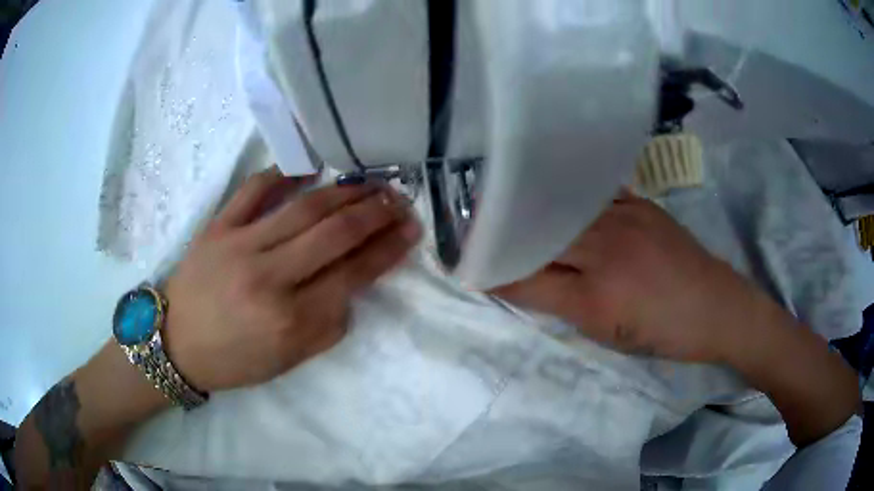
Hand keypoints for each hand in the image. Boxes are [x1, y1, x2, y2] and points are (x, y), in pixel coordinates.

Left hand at [162, 167, 420, 391]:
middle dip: (375, 212)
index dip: (387, 249)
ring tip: (371, 183)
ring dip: (344, 192)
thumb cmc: (234, 360)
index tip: (411, 229)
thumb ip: (328, 327)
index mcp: (289, 321)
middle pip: (334, 233)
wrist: (176, 343)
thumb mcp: (288, 361)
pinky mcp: (217, 227)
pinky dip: (284, 174)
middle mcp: (268, 278)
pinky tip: (310, 169)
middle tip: (400, 199)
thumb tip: (352, 285)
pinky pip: (254, 190)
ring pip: (303, 208)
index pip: (352, 275)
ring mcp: (239, 245)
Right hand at [492, 192, 760, 362]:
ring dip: (531, 212)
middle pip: (538, 236)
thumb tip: (522, 282)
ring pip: (560, 210)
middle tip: (476, 231)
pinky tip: (554, 193)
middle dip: (504, 236)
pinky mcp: (638, 202)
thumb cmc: (663, 332)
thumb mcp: (607, 333)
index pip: (526, 280)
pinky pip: (591, 194)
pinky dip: (567, 196)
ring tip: (506, 208)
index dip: (493, 273)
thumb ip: (561, 306)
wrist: (715, 306)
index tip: (466, 265)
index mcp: (595, 296)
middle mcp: (604, 248)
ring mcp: (623, 217)